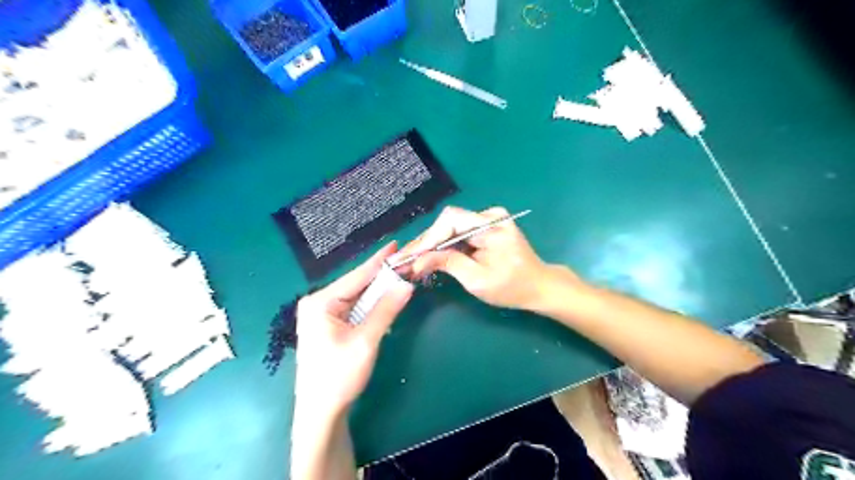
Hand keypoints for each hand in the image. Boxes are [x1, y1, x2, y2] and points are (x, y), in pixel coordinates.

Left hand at [294, 243, 414, 416]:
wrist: (320, 412)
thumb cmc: (339, 376)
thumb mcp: (366, 341)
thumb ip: (386, 310)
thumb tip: (406, 284)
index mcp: (320, 302)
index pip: (357, 275)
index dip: (379, 261)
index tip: (396, 245)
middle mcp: (318, 303)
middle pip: (357, 284)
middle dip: (382, 276)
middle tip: (405, 264)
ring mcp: (322, 315)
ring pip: (357, 297)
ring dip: (378, 292)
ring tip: (400, 278)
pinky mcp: (328, 326)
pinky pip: (354, 309)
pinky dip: (371, 306)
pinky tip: (385, 300)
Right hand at [402, 206, 565, 311]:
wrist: (538, 286)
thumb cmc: (512, 288)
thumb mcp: (478, 279)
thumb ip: (448, 264)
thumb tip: (418, 260)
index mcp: (492, 225)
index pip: (451, 221)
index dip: (428, 237)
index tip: (409, 255)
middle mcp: (489, 215)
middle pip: (448, 223)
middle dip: (426, 243)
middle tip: (403, 260)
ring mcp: (488, 219)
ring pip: (451, 228)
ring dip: (432, 245)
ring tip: (411, 260)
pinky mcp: (486, 227)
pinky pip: (459, 233)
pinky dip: (444, 246)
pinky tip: (429, 257)